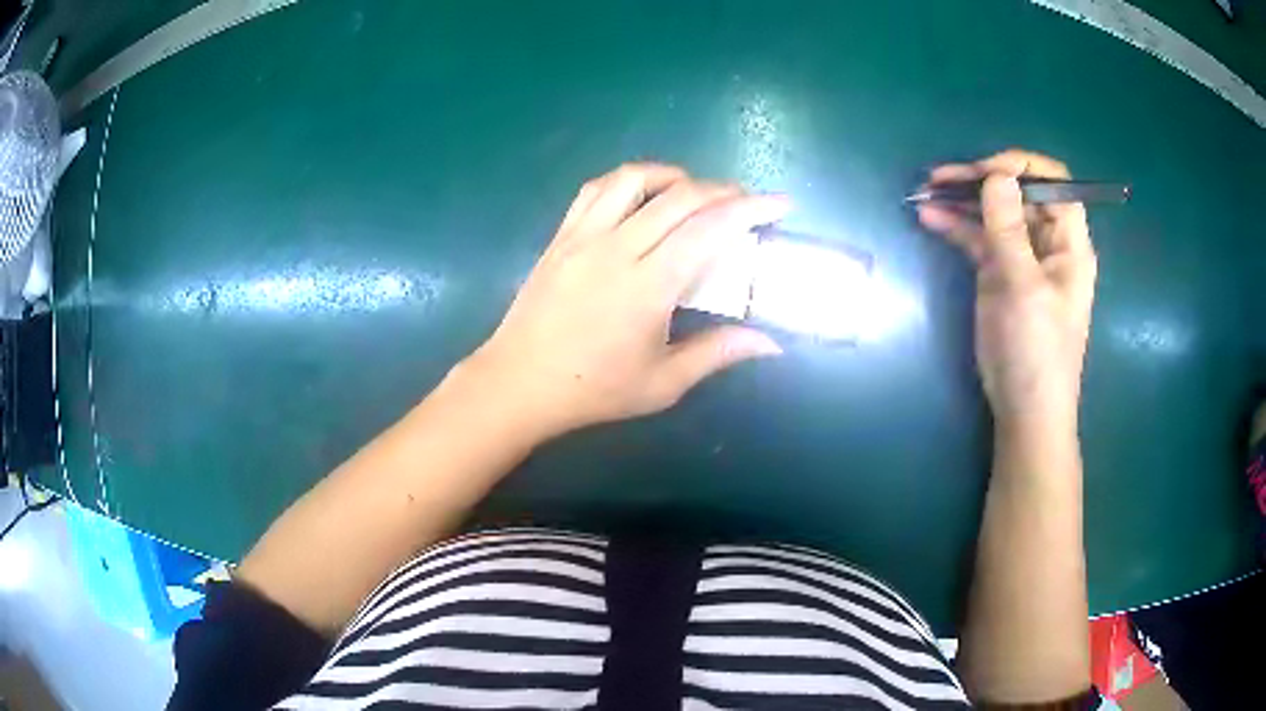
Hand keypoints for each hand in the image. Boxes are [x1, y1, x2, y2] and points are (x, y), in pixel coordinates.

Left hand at [462, 163, 788, 437]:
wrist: (518, 383)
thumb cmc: (593, 390)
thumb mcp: (662, 383)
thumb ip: (718, 353)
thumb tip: (772, 342)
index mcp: (647, 287)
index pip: (709, 229)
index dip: (750, 209)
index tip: (780, 203)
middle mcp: (616, 248)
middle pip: (679, 197)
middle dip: (723, 190)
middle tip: (746, 201)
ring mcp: (583, 236)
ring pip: (633, 179)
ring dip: (673, 175)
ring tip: (695, 191)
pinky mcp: (561, 236)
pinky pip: (596, 189)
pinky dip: (628, 180)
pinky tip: (642, 195)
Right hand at [918, 150, 1096, 429]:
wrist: (1024, 410)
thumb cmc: (1037, 351)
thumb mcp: (1024, 288)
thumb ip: (1009, 229)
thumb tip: (997, 175)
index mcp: (1068, 242)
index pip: (1053, 183)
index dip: (1022, 168)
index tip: (987, 172)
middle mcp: (1047, 242)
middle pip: (1018, 192)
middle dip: (982, 179)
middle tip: (944, 178)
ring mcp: (1021, 258)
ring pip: (994, 213)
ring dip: (963, 199)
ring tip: (928, 190)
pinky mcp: (999, 274)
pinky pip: (978, 238)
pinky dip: (956, 226)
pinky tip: (930, 218)